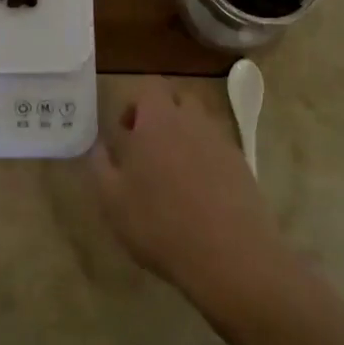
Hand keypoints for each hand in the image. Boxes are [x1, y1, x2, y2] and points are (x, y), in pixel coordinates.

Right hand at [91, 78, 287, 301]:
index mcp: (158, 119)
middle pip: (178, 100)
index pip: (148, 88)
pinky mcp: (242, 165)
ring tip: (172, 174)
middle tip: (147, 149)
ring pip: (199, 124)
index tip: (125, 134)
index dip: (134, 105)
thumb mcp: (112, 200)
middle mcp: (192, 120)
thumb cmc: (160, 223)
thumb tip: (101, 146)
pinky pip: (217, 149)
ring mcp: (221, 141)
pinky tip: (198, 194)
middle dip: (162, 115)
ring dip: (184, 137)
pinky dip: (206, 160)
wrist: (230, 256)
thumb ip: (101, 165)